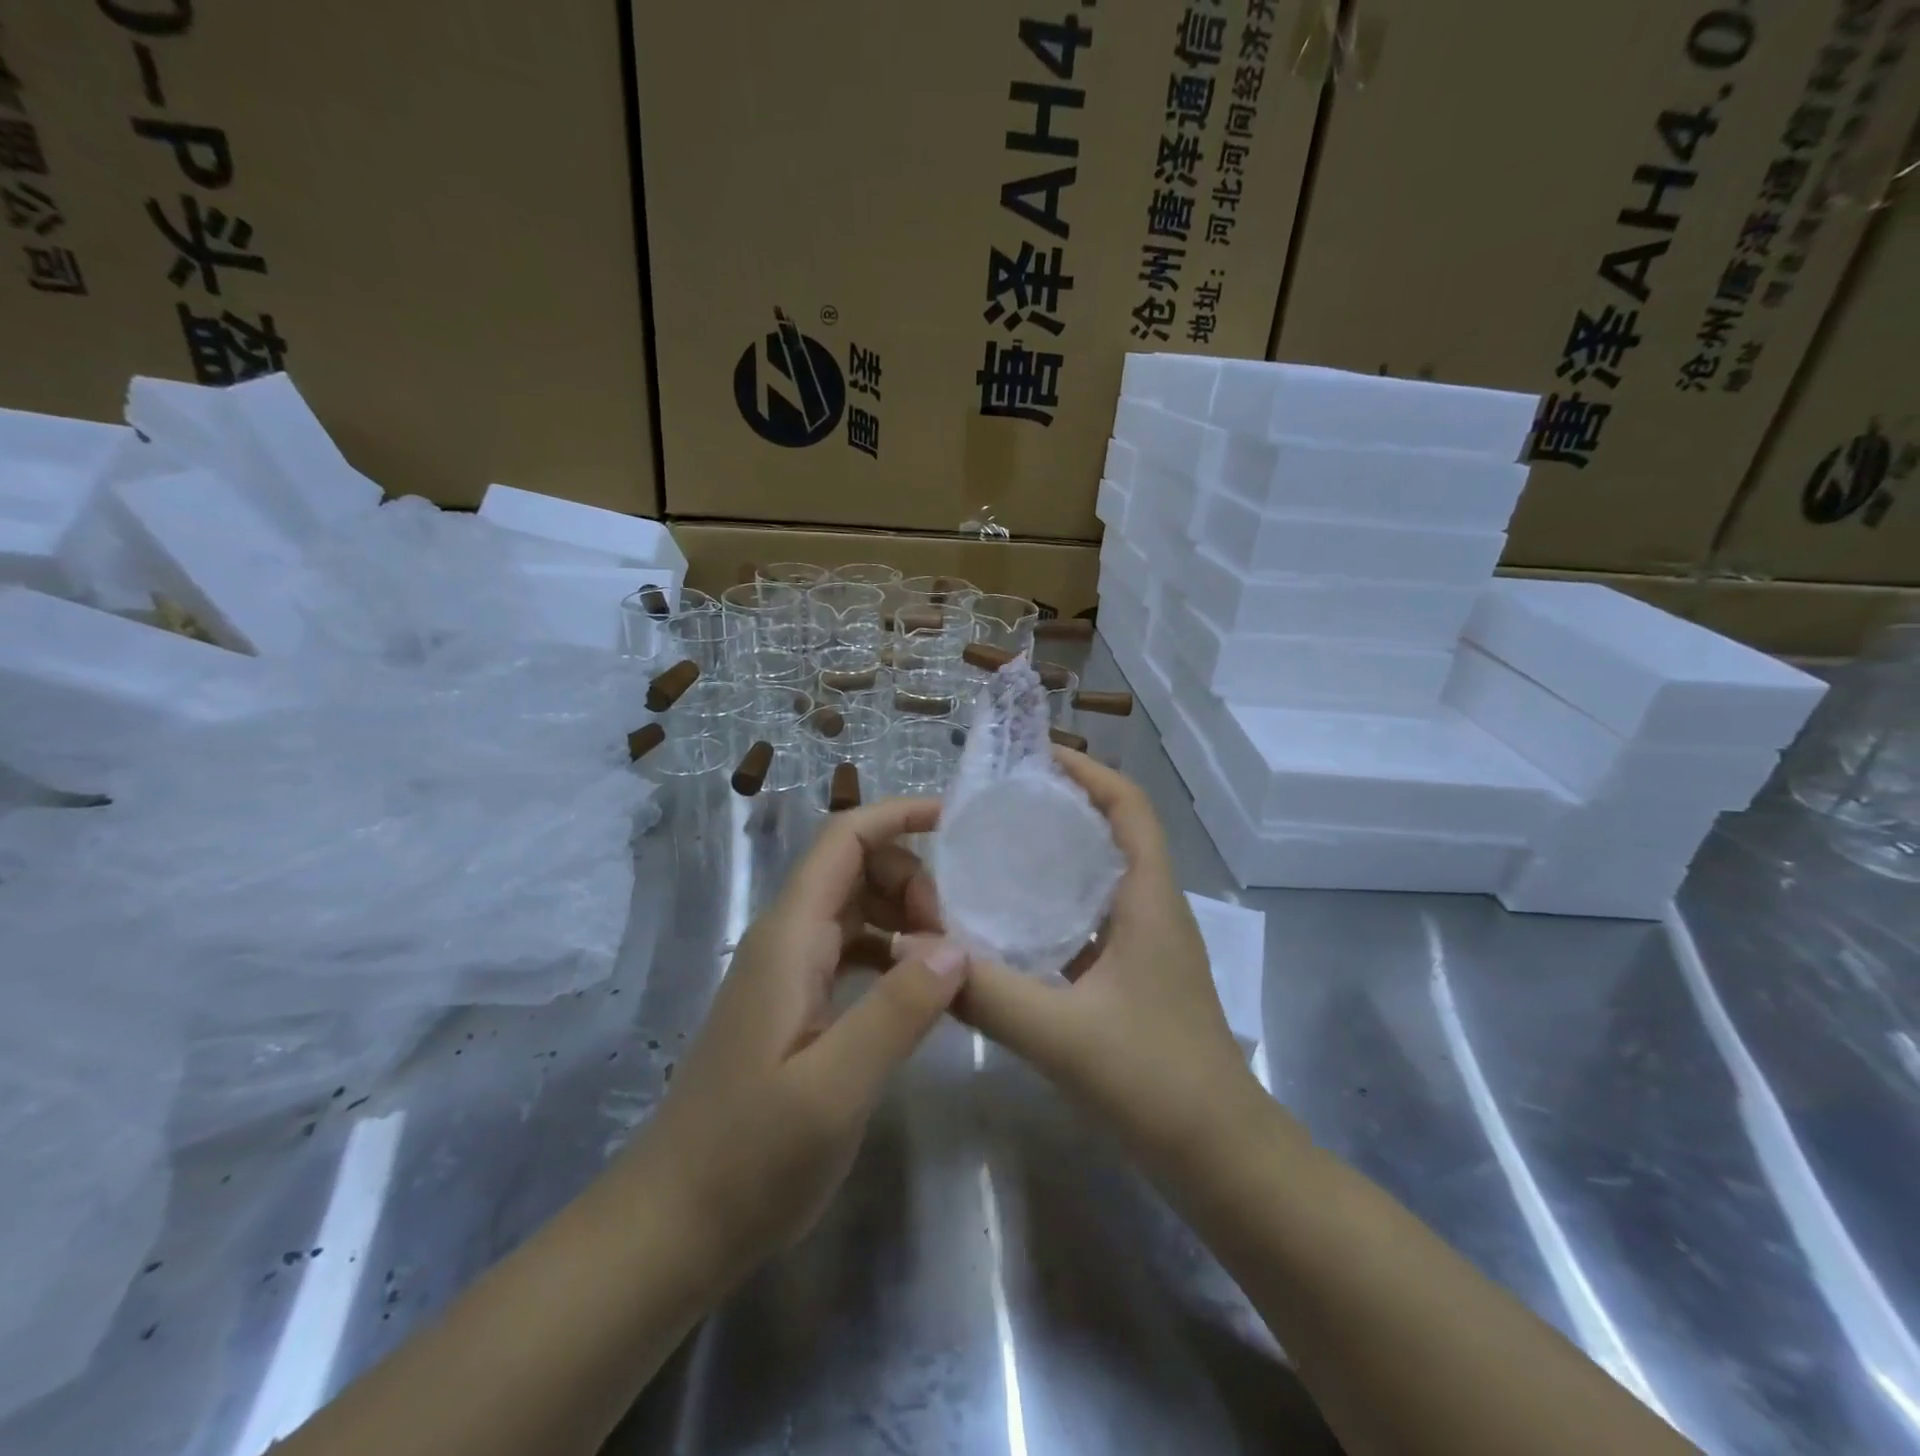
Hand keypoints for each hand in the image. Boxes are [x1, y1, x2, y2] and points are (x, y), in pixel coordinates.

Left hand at [632, 797, 965, 1281]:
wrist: (675, 1223)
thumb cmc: (750, 1157)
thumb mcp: (835, 1088)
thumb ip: (898, 1010)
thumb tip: (956, 945)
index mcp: (790, 938)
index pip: (844, 840)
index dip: (898, 815)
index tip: (956, 821)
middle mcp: (786, 940)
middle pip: (855, 867)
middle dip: (913, 878)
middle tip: (958, 936)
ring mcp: (788, 972)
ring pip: (856, 908)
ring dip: (906, 915)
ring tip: (951, 961)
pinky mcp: (795, 1004)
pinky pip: (852, 950)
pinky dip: (892, 952)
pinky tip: (921, 992)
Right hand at [948, 752, 1259, 1167]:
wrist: (1223, 1161)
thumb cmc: (1157, 1083)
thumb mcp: (1062, 1034)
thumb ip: (985, 990)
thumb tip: (910, 943)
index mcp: (1150, 900)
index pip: (1129, 807)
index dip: (1088, 771)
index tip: (1034, 756)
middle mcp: (1151, 910)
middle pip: (1112, 832)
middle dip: (1061, 806)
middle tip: (995, 801)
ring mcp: (1145, 946)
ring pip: (1099, 878)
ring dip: (1055, 855)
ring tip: (993, 849)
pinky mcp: (1133, 978)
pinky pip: (1089, 920)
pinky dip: (1053, 906)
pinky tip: (1007, 924)